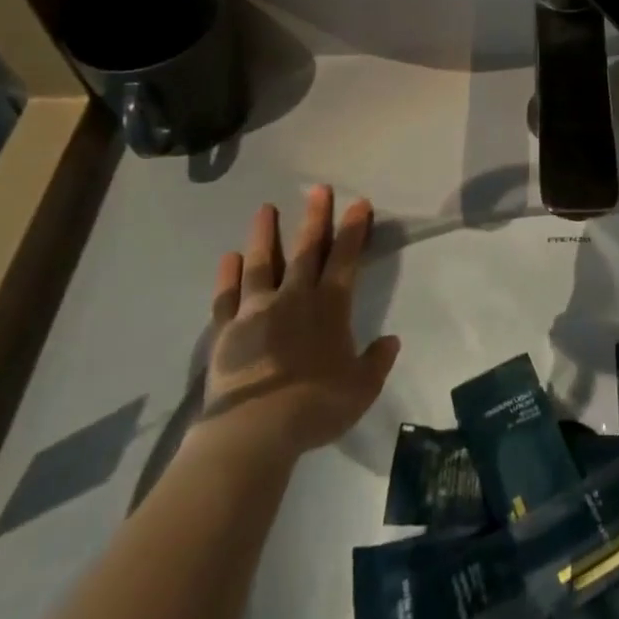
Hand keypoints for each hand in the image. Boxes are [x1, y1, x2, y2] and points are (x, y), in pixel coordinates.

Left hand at [183, 186, 400, 467]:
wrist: (254, 430)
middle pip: (305, 250)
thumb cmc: (316, 406)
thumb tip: (391, 340)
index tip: (358, 202)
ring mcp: (256, 311)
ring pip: (262, 263)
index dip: (353, 229)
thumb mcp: (361, 388)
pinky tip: (228, 257)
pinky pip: (227, 296)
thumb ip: (376, 361)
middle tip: (318, 188)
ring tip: (265, 208)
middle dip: (314, 217)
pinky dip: (227, 276)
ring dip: (264, 234)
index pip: (345, 258)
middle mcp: (294, 298)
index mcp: (329, 307)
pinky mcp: (226, 330)